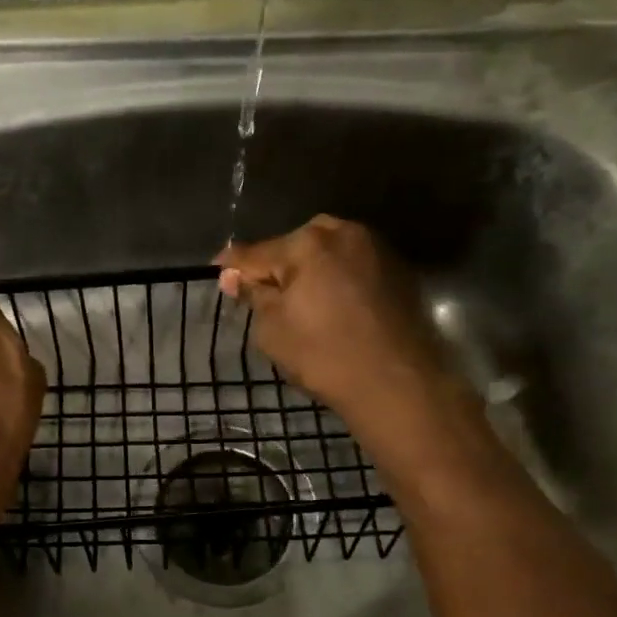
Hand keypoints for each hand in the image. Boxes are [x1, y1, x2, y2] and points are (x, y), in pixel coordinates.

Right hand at [216, 216, 470, 459]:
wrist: (396, 383)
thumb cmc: (324, 355)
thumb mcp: (273, 329)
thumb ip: (253, 294)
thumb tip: (233, 275)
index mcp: (307, 243)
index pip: (255, 253)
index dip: (232, 267)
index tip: (218, 274)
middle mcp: (343, 233)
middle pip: (294, 246)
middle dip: (277, 266)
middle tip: (265, 296)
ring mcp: (375, 248)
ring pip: (327, 254)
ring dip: (310, 272)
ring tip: (301, 303)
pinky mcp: (397, 270)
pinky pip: (352, 267)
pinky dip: (337, 281)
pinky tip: (333, 308)